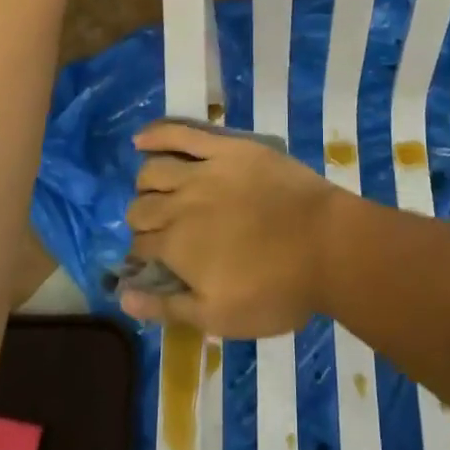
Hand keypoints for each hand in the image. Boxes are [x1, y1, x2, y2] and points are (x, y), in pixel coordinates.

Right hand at [120, 121, 343, 338]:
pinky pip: (183, 133)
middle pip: (141, 207)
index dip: (143, 255)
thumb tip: (122, 295)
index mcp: (177, 247)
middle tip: (159, 230)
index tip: (154, 261)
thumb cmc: (278, 289)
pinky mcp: (227, 148)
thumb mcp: (220, 316)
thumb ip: (168, 307)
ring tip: (155, 190)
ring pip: (154, 171)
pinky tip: (142, 139)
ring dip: (146, 184)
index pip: (141, 246)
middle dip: (142, 221)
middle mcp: (181, 204)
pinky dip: (157, 133)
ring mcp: (204, 171)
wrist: (327, 244)